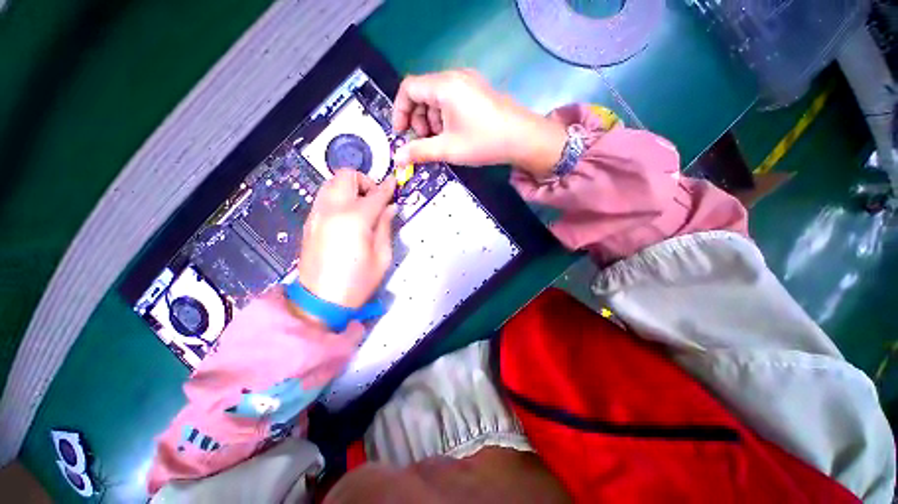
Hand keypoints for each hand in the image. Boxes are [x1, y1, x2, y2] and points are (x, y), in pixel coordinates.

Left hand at [296, 170, 396, 315]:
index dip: (387, 187)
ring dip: (349, 187)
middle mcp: (332, 209)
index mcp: (355, 219)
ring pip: (331, 182)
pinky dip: (338, 197)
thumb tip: (389, 208)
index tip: (393, 183)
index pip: (375, 194)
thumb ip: (386, 227)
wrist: (320, 300)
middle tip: (375, 199)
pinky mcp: (309, 222)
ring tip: (361, 206)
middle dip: (364, 181)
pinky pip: (324, 197)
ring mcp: (317, 214)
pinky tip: (347, 215)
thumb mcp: (382, 256)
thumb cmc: (357, 282)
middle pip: (346, 176)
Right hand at [392, 69, 567, 177]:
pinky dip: (445, 116)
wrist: (523, 139)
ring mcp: (469, 82)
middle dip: (418, 118)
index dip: (400, 110)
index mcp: (444, 86)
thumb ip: (420, 151)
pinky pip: (452, 99)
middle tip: (424, 141)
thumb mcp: (448, 149)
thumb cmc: (484, 142)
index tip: (401, 133)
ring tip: (440, 141)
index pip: (408, 88)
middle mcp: (455, 77)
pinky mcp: (478, 91)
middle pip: (423, 92)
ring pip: (437, 97)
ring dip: (432, 120)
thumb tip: (397, 158)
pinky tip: (453, 134)